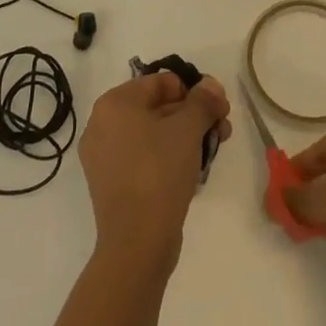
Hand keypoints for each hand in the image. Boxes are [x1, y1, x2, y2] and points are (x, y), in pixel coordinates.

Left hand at [78, 72, 230, 274]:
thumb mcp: (187, 130)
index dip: (193, 91)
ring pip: (153, 134)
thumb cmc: (159, 172)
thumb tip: (210, 85)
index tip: (219, 107)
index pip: (160, 82)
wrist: (137, 242)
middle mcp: (103, 124)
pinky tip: (195, 167)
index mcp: (114, 103)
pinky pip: (144, 157)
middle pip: (157, 107)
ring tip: (215, 147)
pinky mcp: (112, 183)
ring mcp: (105, 156)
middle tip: (223, 127)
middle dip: (193, 114)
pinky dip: (169, 156)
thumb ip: (202, 102)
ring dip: (186, 135)